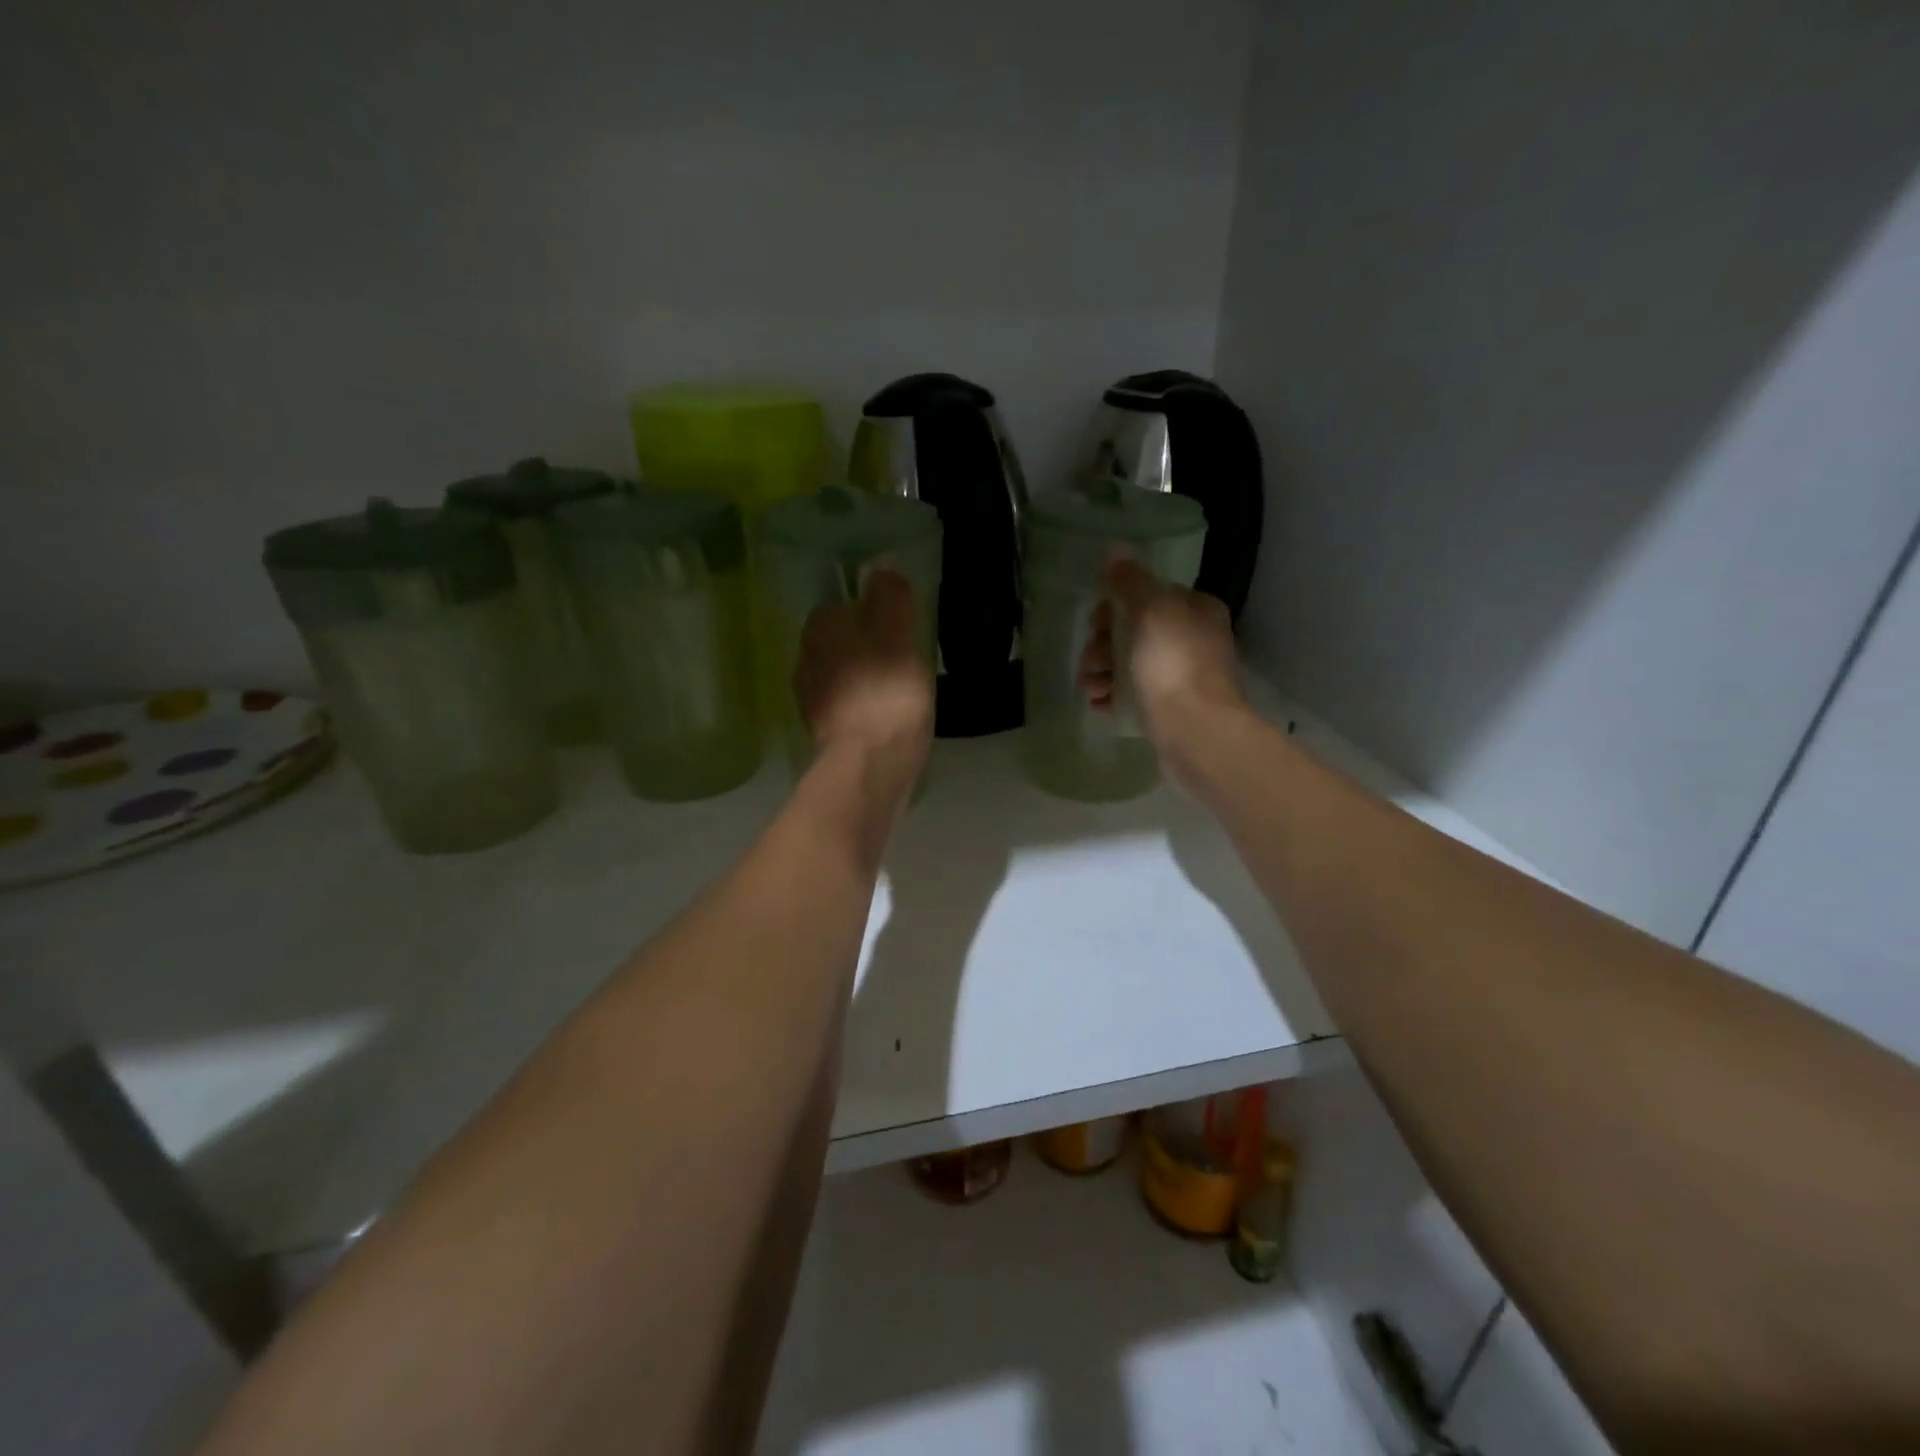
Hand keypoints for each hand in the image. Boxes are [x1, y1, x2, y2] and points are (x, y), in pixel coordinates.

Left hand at [795, 567, 934, 787]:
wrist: (869, 765)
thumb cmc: (887, 693)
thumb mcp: (899, 635)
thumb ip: (891, 597)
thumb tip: (882, 563)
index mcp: (821, 629)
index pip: (840, 607)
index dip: (869, 613)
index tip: (898, 628)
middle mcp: (806, 659)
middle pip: (838, 642)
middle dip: (863, 646)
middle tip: (901, 658)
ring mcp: (810, 700)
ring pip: (840, 675)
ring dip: (862, 678)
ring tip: (897, 690)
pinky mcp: (822, 733)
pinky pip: (844, 707)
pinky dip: (861, 707)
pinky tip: (884, 717)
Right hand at [1079, 558, 1245, 773]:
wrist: (1196, 733)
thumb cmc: (1174, 665)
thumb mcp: (1151, 611)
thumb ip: (1130, 581)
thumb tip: (1115, 549)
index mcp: (1194, 609)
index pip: (1146, 596)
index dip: (1113, 608)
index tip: (1097, 626)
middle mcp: (1191, 639)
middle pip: (1132, 631)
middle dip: (1102, 645)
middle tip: (1092, 662)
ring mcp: (1181, 676)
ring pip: (1128, 664)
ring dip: (1101, 672)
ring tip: (1091, 688)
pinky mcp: (1169, 708)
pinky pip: (1131, 694)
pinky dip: (1112, 696)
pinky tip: (1099, 704)